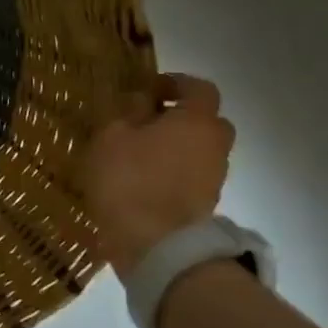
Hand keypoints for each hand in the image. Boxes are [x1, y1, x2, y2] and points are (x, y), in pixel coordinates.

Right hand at [81, 73, 234, 273]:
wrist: (155, 244)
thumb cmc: (129, 179)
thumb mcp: (112, 135)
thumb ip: (129, 112)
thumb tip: (143, 100)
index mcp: (196, 121)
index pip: (200, 88)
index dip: (176, 83)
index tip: (148, 90)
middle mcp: (215, 145)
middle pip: (207, 120)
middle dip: (181, 116)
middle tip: (146, 122)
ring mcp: (214, 177)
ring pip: (200, 149)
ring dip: (177, 145)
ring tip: (139, 153)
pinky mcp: (206, 203)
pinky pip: (193, 174)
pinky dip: (175, 170)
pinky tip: (144, 178)